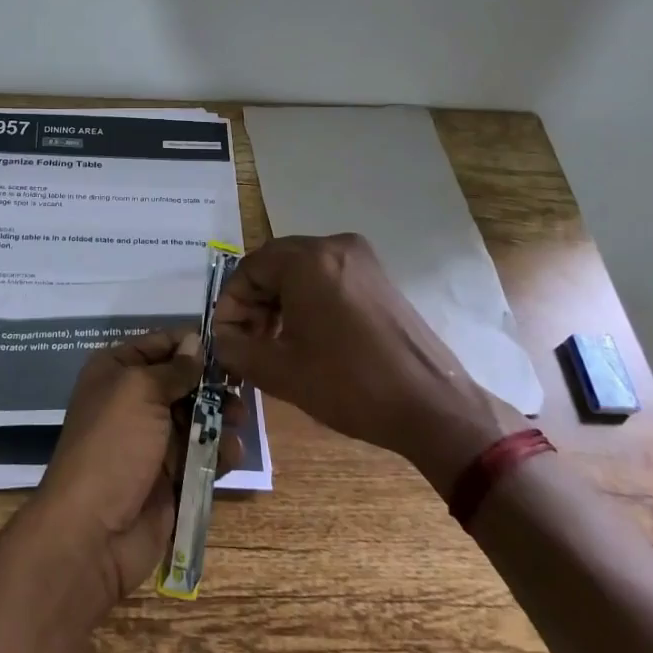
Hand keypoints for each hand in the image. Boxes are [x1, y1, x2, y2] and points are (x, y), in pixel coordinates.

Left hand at [29, 331, 244, 605]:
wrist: (94, 530)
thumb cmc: (114, 445)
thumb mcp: (140, 391)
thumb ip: (173, 368)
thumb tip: (196, 341)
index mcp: (116, 371)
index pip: (160, 345)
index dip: (192, 344)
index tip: (229, 346)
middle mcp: (133, 400)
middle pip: (183, 381)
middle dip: (212, 383)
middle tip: (241, 386)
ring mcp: (153, 441)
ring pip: (198, 418)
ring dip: (221, 417)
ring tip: (239, 420)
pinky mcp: (172, 476)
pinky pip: (203, 455)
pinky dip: (220, 452)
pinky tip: (233, 454)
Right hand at [212, 234, 520, 494]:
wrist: (432, 406)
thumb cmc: (350, 385)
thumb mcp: (280, 372)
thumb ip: (236, 350)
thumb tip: (220, 341)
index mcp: (308, 260)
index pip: (248, 270)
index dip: (231, 306)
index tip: (226, 341)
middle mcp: (334, 246)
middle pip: (274, 266)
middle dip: (254, 304)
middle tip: (248, 343)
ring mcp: (361, 259)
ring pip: (300, 272)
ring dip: (279, 303)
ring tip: (274, 344)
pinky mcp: (378, 277)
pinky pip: (327, 278)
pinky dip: (307, 301)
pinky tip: (307, 338)